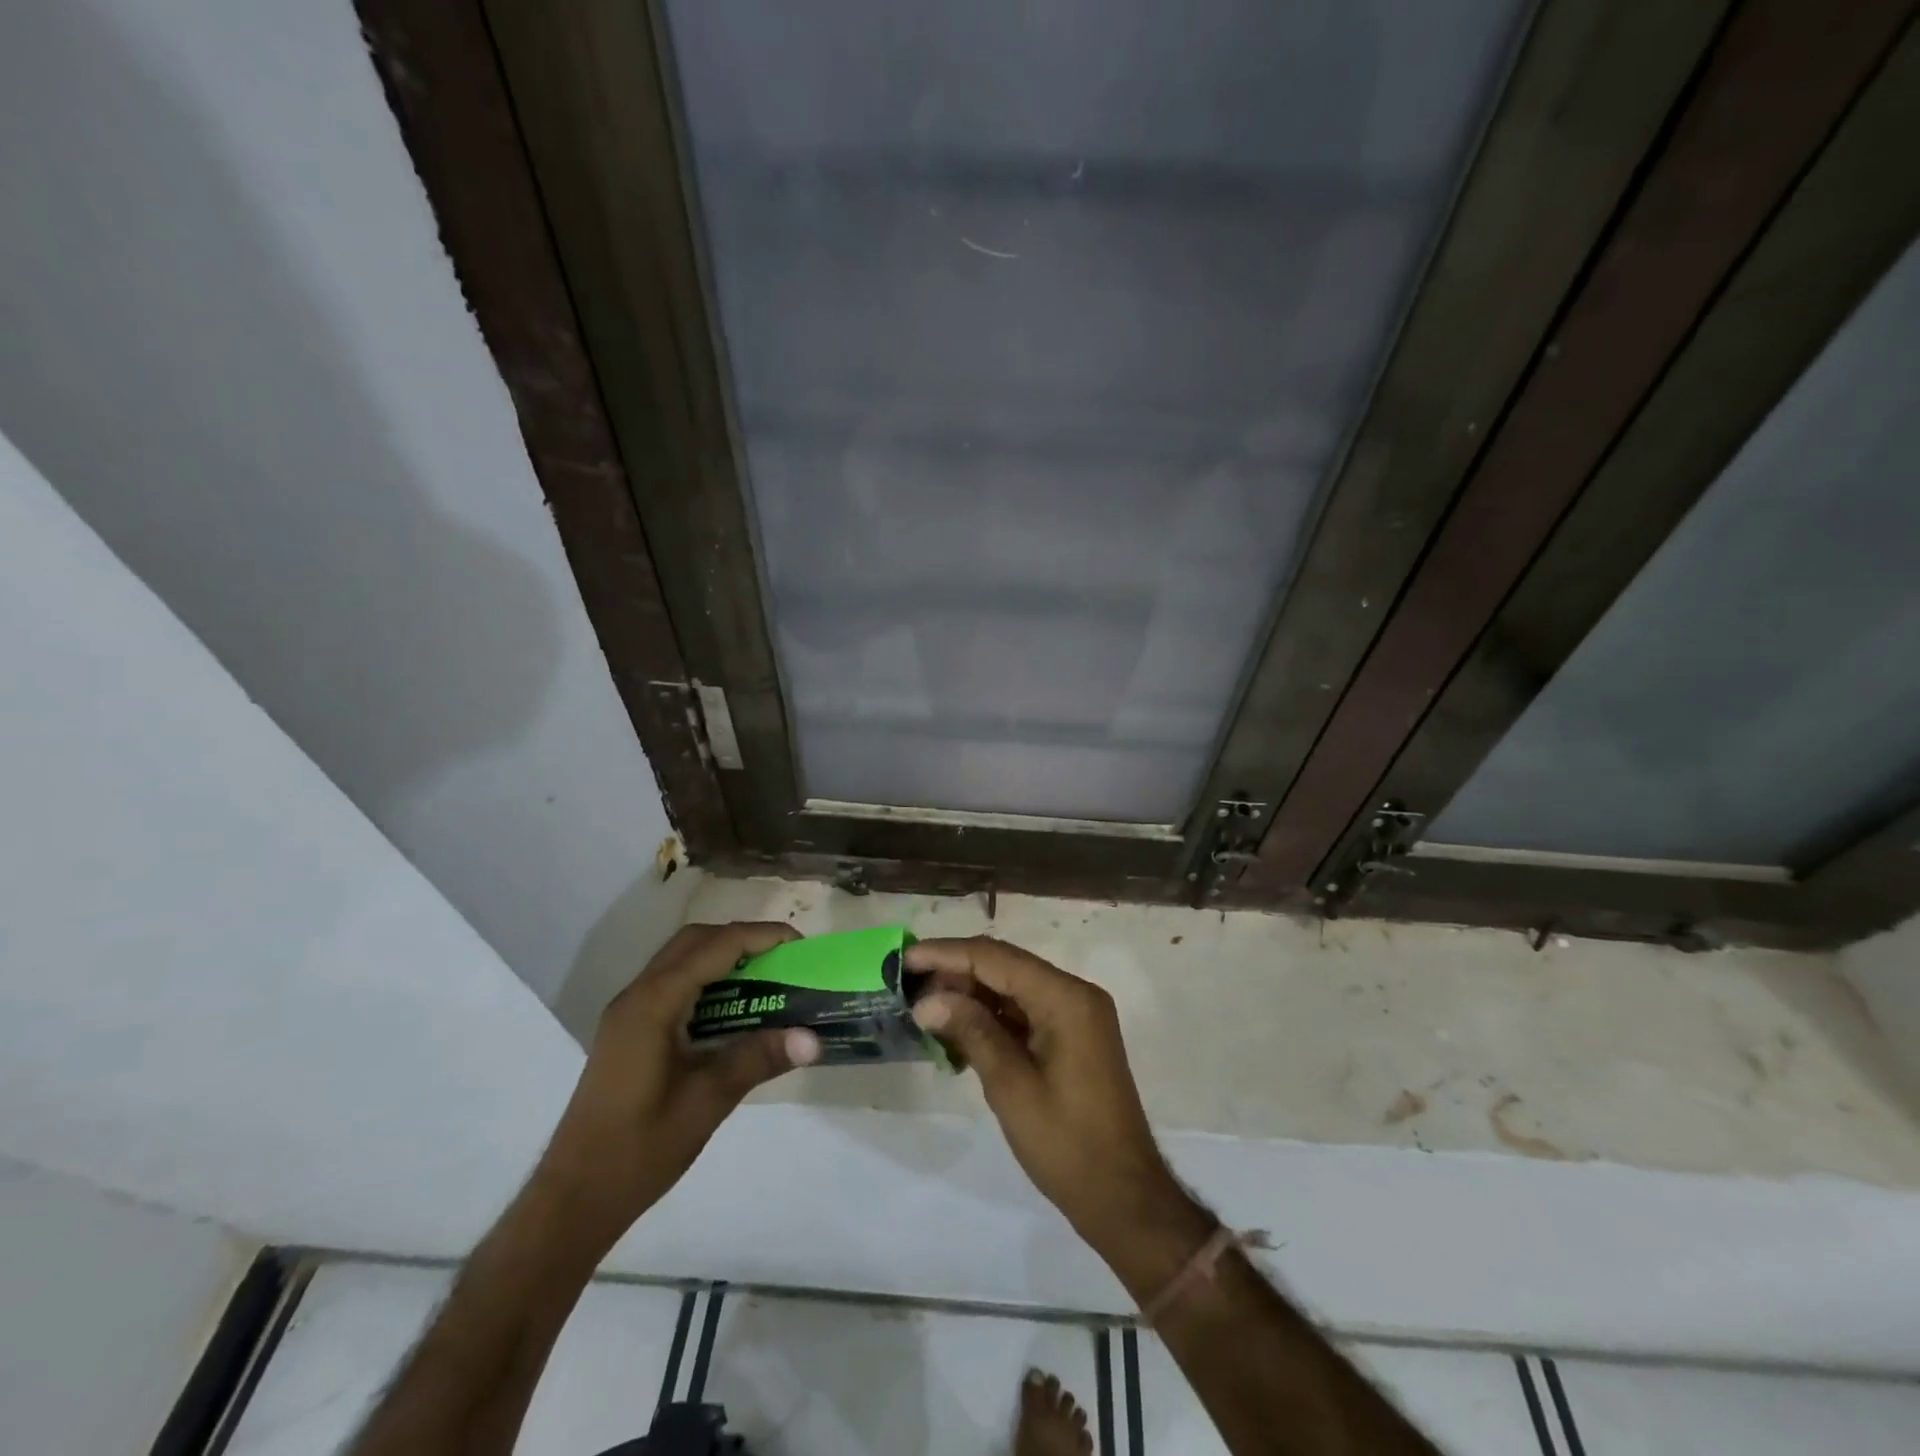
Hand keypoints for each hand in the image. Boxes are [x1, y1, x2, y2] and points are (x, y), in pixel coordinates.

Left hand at [539, 922, 820, 1242]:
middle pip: (694, 941)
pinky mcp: (629, 1030)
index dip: (760, 937)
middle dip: (742, 939)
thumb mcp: (707, 1102)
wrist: (574, 1198)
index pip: (714, 947)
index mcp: (653, 1004)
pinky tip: (732, 1009)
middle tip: (783, 959)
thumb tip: (813, 1038)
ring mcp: (629, 1012)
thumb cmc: (639, 1149)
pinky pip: (673, 983)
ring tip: (766, 979)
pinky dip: (707, 979)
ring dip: (723, 957)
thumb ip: (758, 1059)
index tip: (799, 945)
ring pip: (681, 959)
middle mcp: (637, 995)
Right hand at [906, 937, 1201, 1254]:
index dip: (947, 955)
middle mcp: (1074, 993)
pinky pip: (1025, 1011)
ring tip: (925, 1009)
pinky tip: (957, 1032)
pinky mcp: (1072, 1035)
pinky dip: (991, 1017)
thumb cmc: (1067, 1143)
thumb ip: (971, 1031)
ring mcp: (1075, 1014)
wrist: (1123, 1196)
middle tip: (909, 987)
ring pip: (1012, 987)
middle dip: (956, 973)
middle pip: (1005, 966)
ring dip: (971, 995)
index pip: (996, 958)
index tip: (905, 959)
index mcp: (1065, 997)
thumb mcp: (1010, 1086)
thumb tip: (927, 1001)